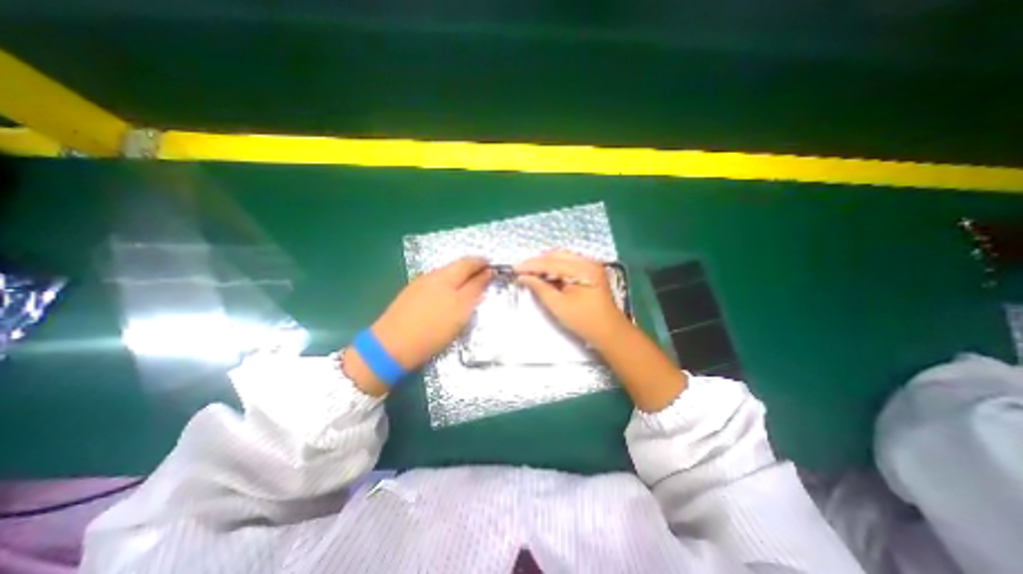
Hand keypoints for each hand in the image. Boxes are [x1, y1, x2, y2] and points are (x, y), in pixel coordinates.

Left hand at [373, 256, 491, 367]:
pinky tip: (450, 293)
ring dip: (461, 275)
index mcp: (447, 277)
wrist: (392, 345)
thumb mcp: (460, 310)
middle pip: (457, 265)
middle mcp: (433, 275)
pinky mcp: (412, 294)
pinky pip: (436, 282)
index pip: (469, 263)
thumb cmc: (433, 330)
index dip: (483, 264)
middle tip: (485, 274)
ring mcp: (420, 284)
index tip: (494, 268)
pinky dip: (449, 283)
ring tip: (471, 284)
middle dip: (473, 267)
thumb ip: (475, 290)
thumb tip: (487, 274)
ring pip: (446, 273)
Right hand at [515, 250, 627, 348]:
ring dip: (545, 263)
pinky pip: (569, 263)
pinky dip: (555, 267)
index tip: (515, 268)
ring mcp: (591, 265)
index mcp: (583, 269)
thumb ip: (540, 288)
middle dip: (537, 261)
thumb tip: (523, 277)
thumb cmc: (584, 321)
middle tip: (521, 269)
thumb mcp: (558, 305)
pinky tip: (545, 274)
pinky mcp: (590, 271)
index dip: (531, 265)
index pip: (551, 262)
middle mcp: (588, 262)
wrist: (609, 331)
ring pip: (562, 258)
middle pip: (557, 255)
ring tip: (530, 271)